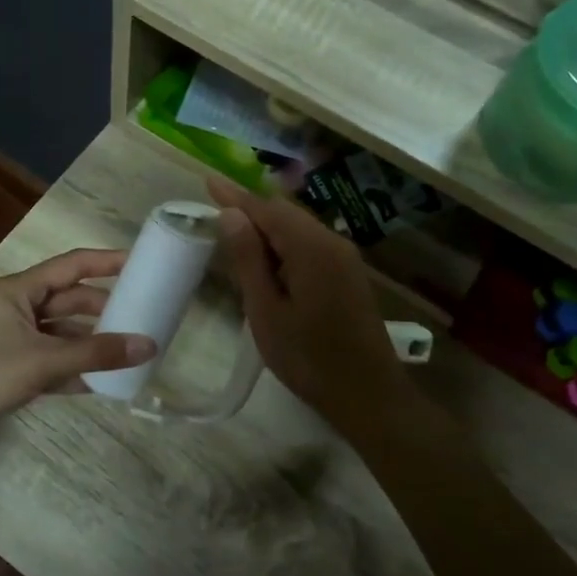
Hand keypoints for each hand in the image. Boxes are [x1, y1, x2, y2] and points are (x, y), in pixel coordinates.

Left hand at [0, 249, 155, 446]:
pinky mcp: (9, 365)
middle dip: (103, 309)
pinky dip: (72, 368)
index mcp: (20, 290)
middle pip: (70, 300)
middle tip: (141, 318)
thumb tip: (148, 346)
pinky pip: (50, 359)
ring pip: (61, 332)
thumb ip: (95, 354)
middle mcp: (17, 306)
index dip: (108, 262)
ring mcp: (12, 337)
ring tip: (126, 352)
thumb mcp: (42, 361)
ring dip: (89, 343)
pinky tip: (98, 382)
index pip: (73, 265)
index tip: (142, 264)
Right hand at [205, 178, 418, 436]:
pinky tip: (266, 261)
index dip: (235, 196)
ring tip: (234, 234)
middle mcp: (332, 243)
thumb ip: (249, 260)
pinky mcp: (347, 275)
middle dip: (250, 209)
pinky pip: (310, 245)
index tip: (208, 180)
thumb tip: (232, 215)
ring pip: (298, 228)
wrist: (368, 394)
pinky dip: (284, 244)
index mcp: (311, 248)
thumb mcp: (266, 311)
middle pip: (285, 213)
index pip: (266, 209)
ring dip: (267, 228)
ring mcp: (344, 258)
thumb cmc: (308, 358)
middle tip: (215, 209)